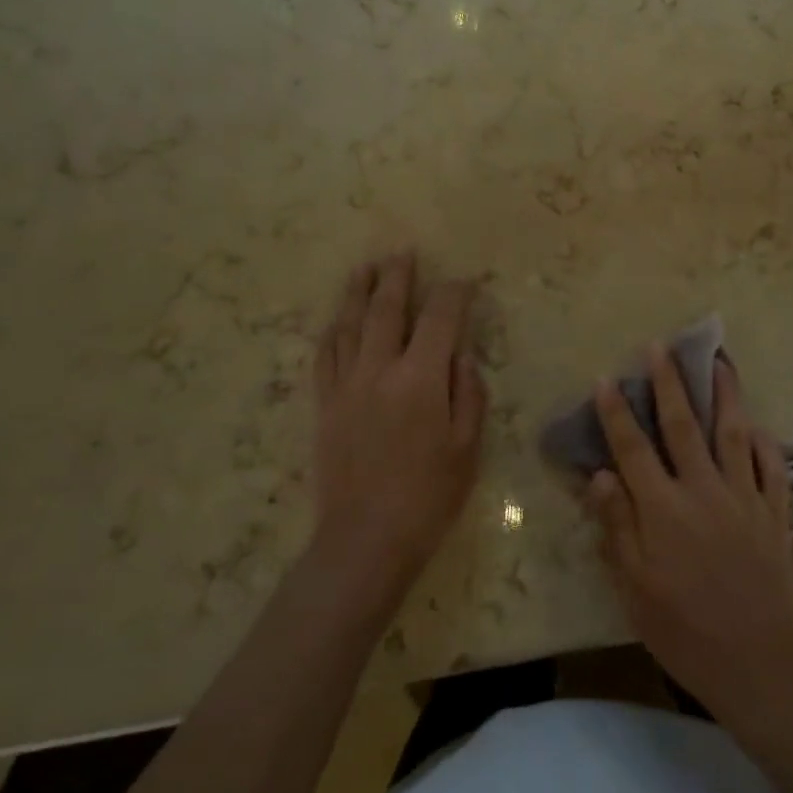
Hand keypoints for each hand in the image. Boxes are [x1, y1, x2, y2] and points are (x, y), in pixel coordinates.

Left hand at [311, 253, 486, 600]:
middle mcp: (379, 370)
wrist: (365, 539)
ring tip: (365, 268)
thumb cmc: (429, 495)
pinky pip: (325, 356)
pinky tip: (338, 320)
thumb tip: (461, 354)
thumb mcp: (467, 446)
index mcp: (421, 379)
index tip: (465, 282)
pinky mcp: (324, 405)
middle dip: (398, 277)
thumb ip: (468, 393)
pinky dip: (334, 331)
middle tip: (403, 252)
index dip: (455, 295)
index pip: (440, 319)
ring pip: (350, 325)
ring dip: (358, 292)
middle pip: (387, 310)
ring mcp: (346, 385)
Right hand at [587, 347, 792, 717]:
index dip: (617, 413)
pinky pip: (773, 468)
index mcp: (664, 509)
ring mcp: (744, 498)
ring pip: (733, 433)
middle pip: (683, 426)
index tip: (606, 379)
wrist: (756, 662)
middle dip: (669, 383)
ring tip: (719, 361)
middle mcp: (704, 491)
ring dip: (724, 394)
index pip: (633, 449)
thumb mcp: (634, 587)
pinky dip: (765, 443)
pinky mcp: (775, 515)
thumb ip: (617, 525)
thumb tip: (600, 474)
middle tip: (661, 347)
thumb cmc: (683, 629)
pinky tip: (757, 426)